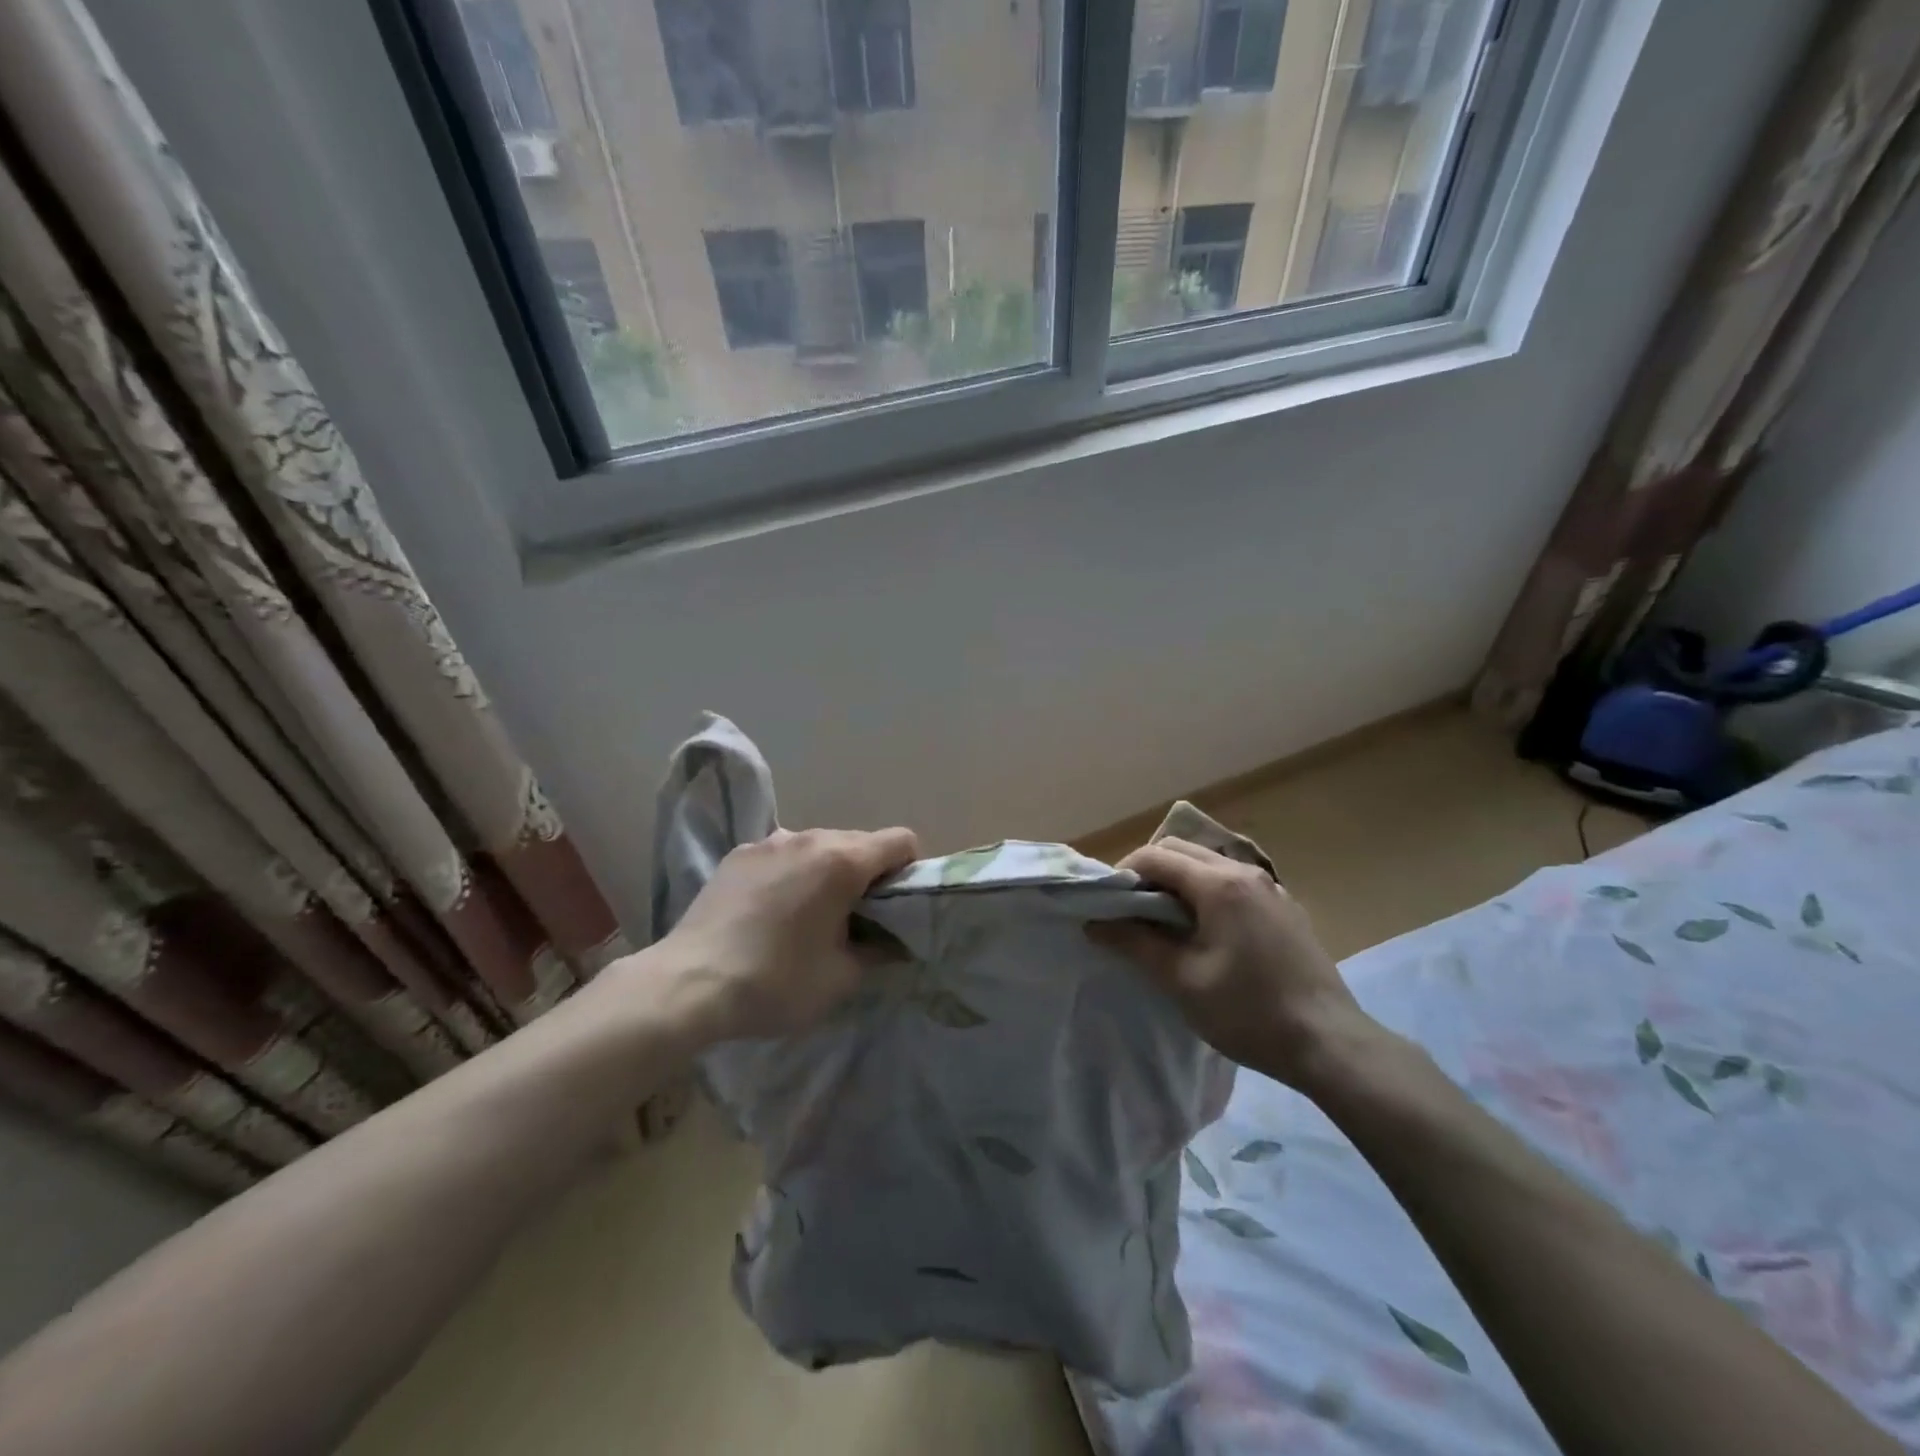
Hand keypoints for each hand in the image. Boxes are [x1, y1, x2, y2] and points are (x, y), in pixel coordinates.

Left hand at [658, 826, 918, 1041]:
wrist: (688, 984)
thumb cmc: (776, 981)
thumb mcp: (841, 978)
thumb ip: (880, 952)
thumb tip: (895, 942)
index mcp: (843, 861)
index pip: (901, 841)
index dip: (909, 870)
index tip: (895, 905)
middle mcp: (809, 838)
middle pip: (859, 842)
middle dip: (867, 873)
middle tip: (853, 918)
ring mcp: (769, 842)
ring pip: (818, 845)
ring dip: (826, 871)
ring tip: (807, 915)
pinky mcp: (737, 854)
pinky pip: (782, 854)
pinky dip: (790, 873)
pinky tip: (769, 911)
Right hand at [1091, 837, 1377, 1089]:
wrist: (1330, 1044)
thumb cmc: (1248, 1012)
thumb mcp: (1182, 981)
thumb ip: (1135, 944)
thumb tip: (1095, 924)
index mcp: (1219, 884)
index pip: (1156, 855)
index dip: (1124, 874)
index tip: (1108, 905)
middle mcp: (1246, 873)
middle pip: (1182, 851)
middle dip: (1150, 873)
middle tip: (1131, 912)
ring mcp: (1271, 888)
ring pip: (1209, 865)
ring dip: (1179, 882)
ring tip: (1164, 923)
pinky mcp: (1285, 908)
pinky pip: (1234, 884)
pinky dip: (1207, 893)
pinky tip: (1206, 933)